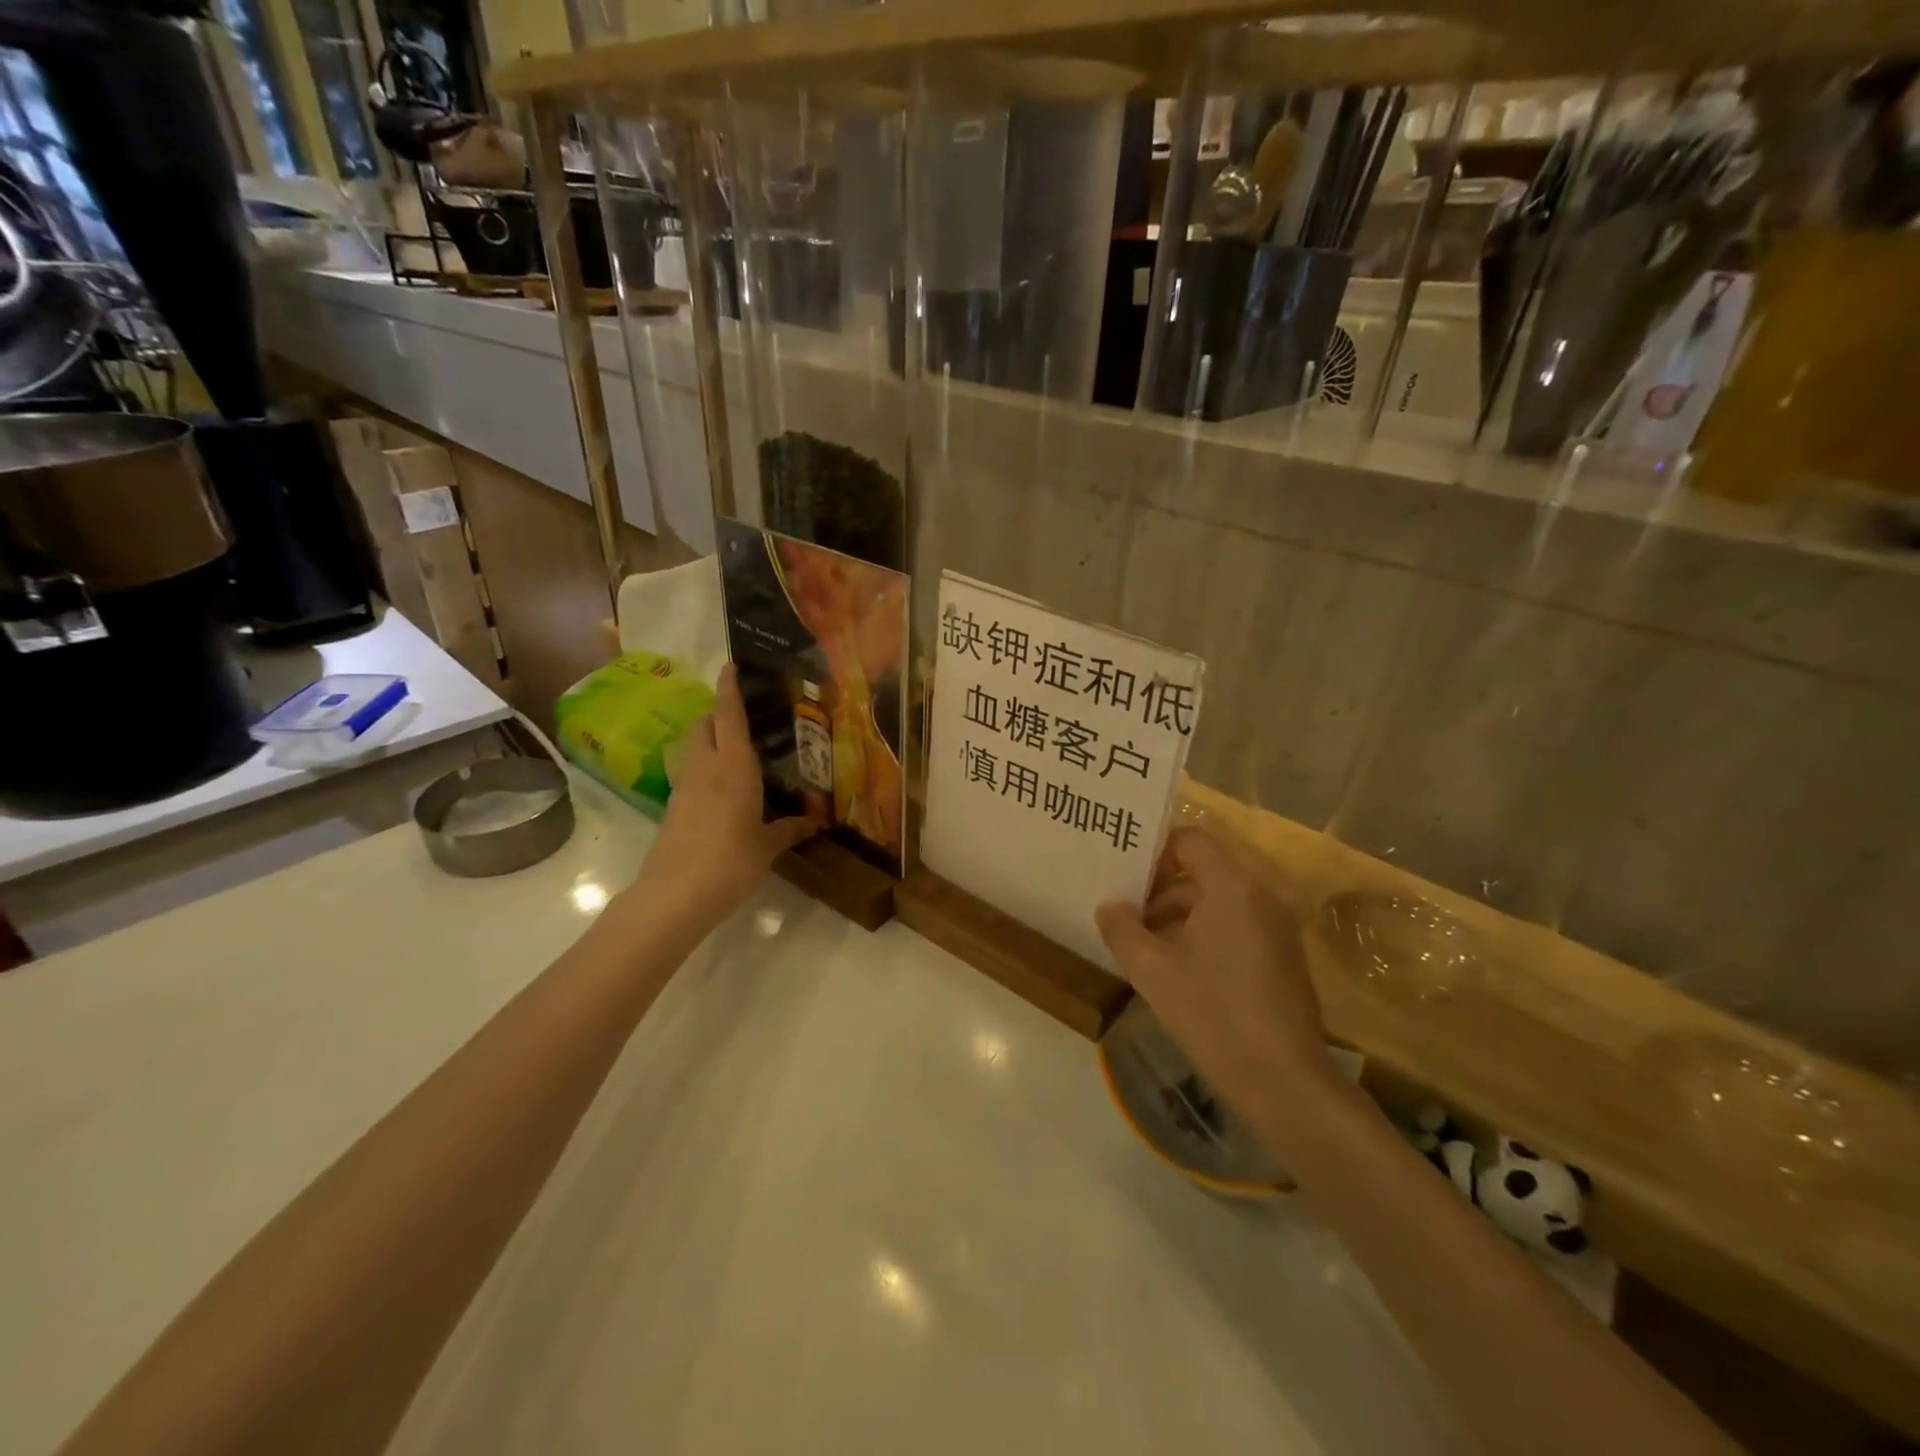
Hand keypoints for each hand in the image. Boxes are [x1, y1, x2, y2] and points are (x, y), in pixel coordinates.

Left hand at [634, 664, 815, 924]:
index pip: (729, 716)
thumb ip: (788, 829)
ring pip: (693, 746)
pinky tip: (723, 787)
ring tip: (736, 749)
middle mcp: (706, 767)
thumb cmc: (731, 862)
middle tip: (745, 718)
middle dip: (719, 713)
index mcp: (734, 767)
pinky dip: (704, 766)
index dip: (729, 688)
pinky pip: (690, 772)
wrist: (675, 895)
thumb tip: (813, 822)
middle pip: (705, 724)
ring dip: (709, 738)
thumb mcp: (767, 846)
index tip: (731, 666)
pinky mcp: (673, 806)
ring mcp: (684, 786)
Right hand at [1097, 828, 1334, 1121]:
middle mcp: (1262, 895)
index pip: (1191, 840)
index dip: (1155, 853)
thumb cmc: (1213, 1014)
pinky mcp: (1284, 955)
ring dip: (1180, 914)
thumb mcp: (1152, 971)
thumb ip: (1122, 930)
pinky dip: (1206, 932)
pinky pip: (1238, 923)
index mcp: (1233, 887)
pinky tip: (1179, 969)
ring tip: (1145, 946)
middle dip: (1161, 890)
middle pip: (1204, 870)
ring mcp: (1279, 926)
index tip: (1126, 881)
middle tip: (1127, 916)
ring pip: (1220, 900)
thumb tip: (1109, 907)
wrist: (1284, 1082)